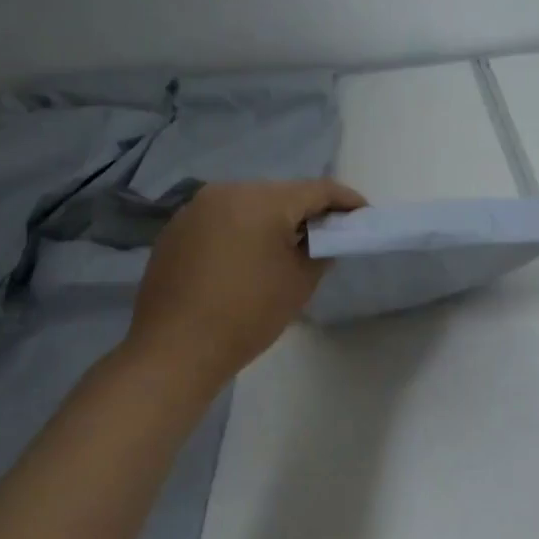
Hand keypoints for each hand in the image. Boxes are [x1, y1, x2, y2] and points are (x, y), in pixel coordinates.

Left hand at [126, 179, 366, 386]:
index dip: (345, 200)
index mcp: (262, 200)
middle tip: (327, 233)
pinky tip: (246, 257)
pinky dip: (242, 230)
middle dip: (306, 210)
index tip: (363, 214)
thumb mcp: (298, 283)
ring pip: (249, 204)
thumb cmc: (247, 315)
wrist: (174, 349)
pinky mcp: (176, 228)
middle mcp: (227, 191)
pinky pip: (222, 218)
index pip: (316, 190)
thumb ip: (320, 251)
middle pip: (280, 193)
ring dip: (272, 219)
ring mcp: (196, 208)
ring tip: (288, 246)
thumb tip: (321, 238)